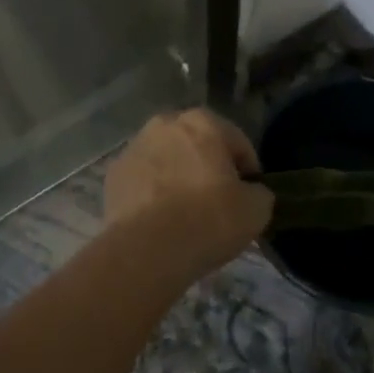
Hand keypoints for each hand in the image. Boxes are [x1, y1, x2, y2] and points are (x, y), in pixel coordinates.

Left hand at [104, 110, 273, 275]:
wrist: (148, 251)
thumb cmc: (209, 220)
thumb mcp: (257, 209)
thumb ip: (259, 192)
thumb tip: (251, 193)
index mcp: (203, 122)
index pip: (238, 144)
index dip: (248, 172)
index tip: (249, 197)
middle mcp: (165, 124)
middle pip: (198, 147)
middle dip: (208, 169)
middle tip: (217, 204)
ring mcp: (134, 148)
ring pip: (167, 161)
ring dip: (178, 178)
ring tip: (185, 215)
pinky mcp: (113, 176)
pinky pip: (144, 182)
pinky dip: (153, 195)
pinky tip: (160, 221)